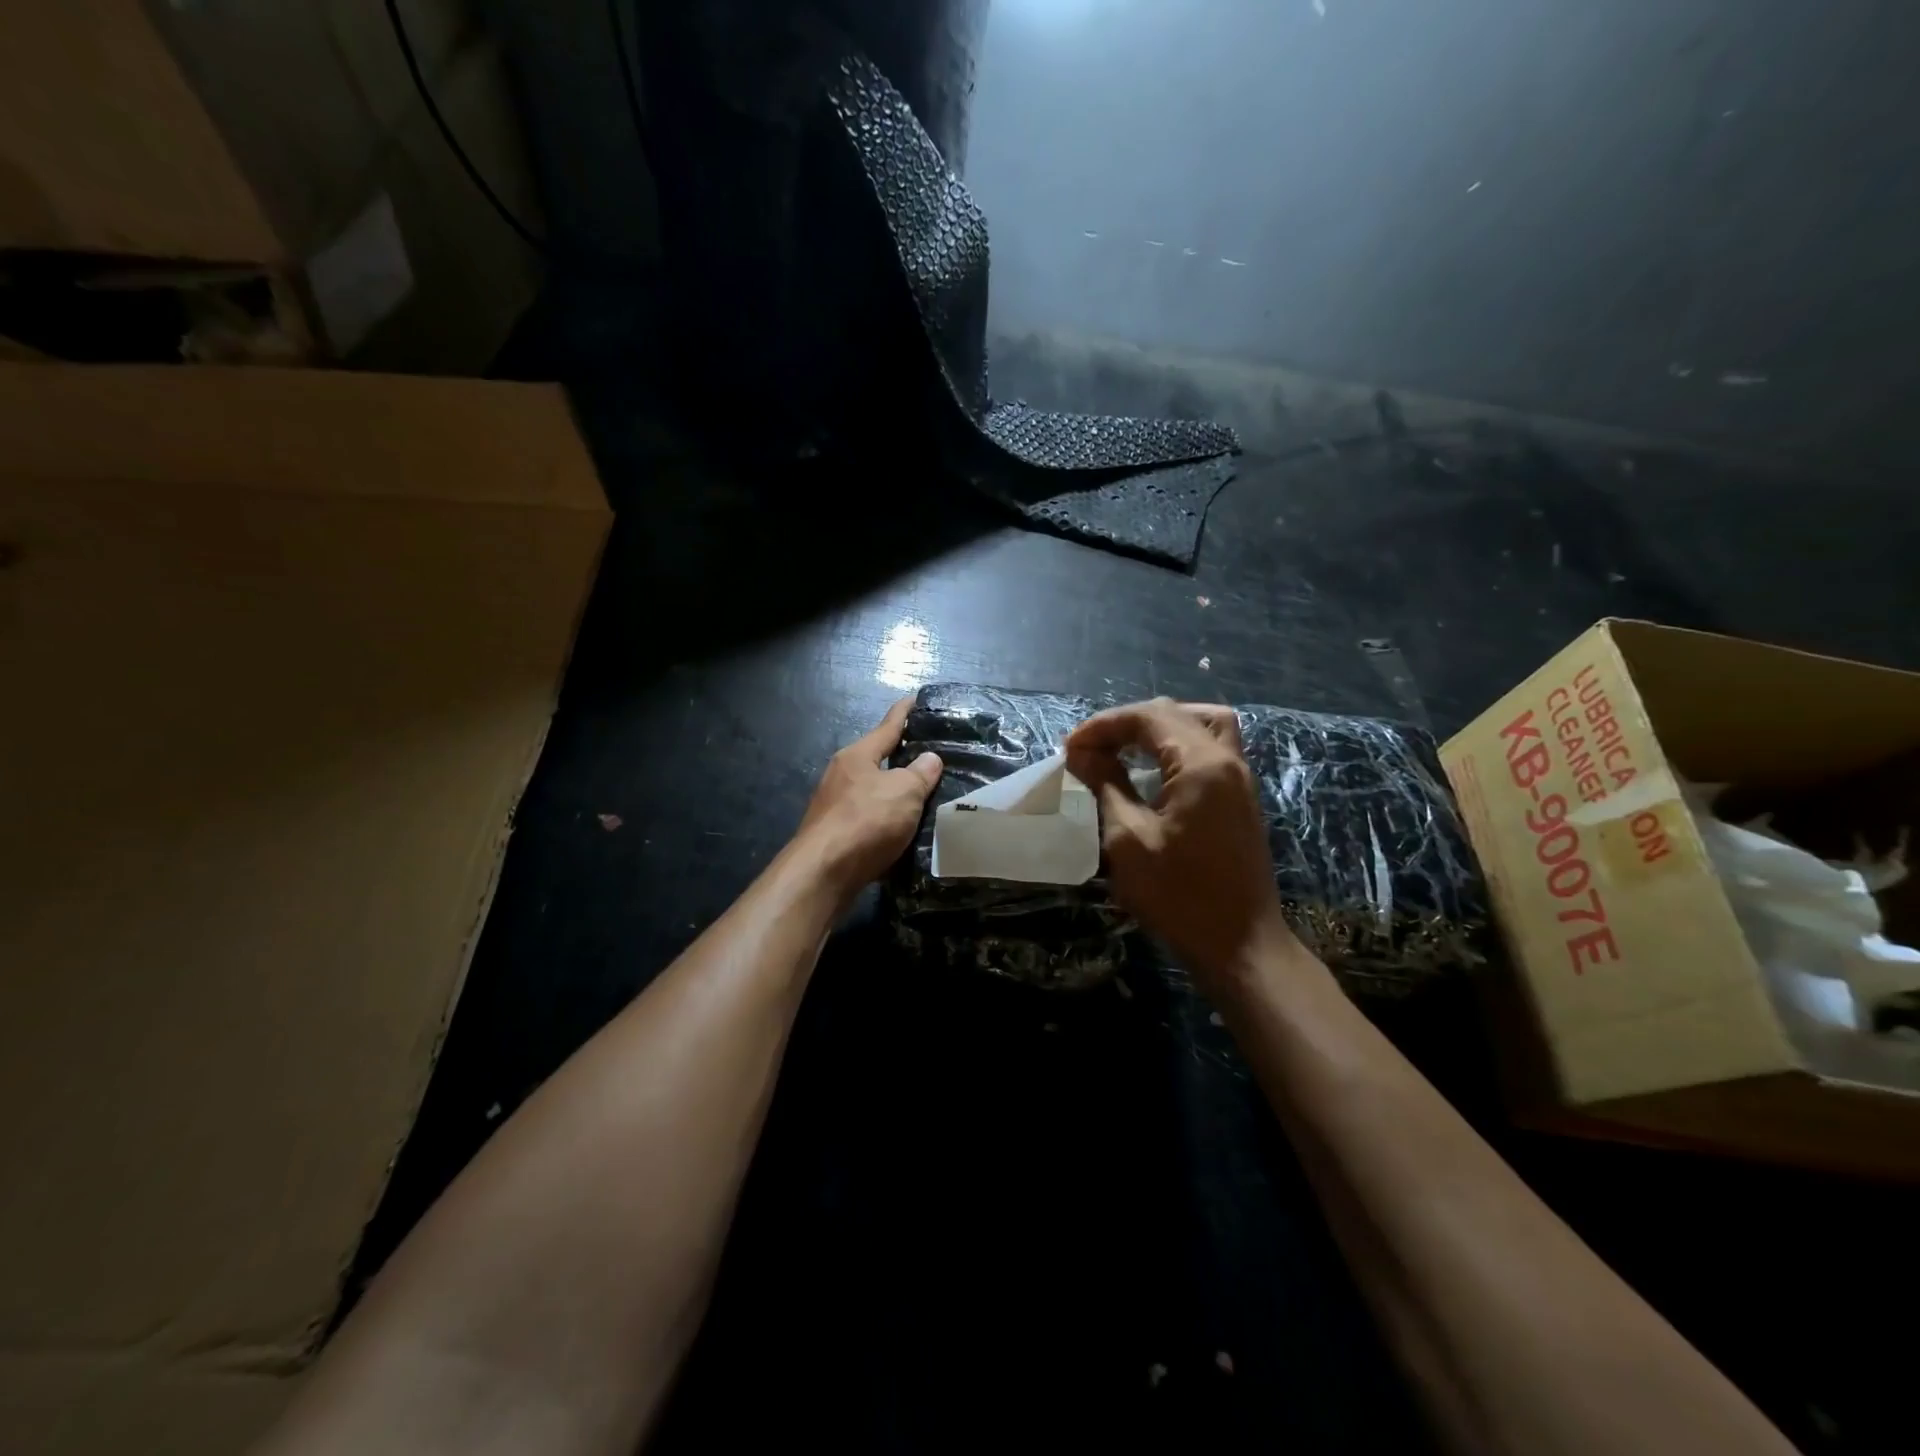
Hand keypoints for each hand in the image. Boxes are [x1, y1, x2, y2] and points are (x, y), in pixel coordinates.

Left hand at [794, 697, 942, 900]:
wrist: (823, 873)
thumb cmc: (865, 821)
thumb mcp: (904, 792)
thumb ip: (920, 773)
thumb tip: (929, 759)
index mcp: (857, 755)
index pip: (887, 726)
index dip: (904, 712)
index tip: (916, 699)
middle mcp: (842, 775)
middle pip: (877, 759)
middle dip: (901, 757)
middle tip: (931, 755)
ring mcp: (834, 805)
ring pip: (873, 791)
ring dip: (894, 792)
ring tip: (923, 794)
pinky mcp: (835, 834)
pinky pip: (869, 818)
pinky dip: (887, 819)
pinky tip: (903, 829)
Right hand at [1066, 698, 1295, 987]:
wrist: (1240, 945)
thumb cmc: (1178, 895)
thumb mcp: (1128, 838)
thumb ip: (1106, 785)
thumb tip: (1082, 754)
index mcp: (1201, 763)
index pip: (1148, 717)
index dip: (1103, 726)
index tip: (1068, 748)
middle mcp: (1227, 759)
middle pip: (1175, 714)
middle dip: (1126, 723)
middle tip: (1090, 748)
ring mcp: (1241, 778)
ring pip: (1202, 723)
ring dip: (1159, 726)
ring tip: (1125, 747)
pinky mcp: (1242, 798)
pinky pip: (1213, 748)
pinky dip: (1180, 744)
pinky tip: (1155, 769)